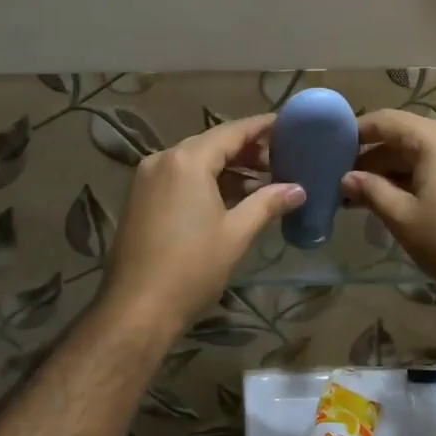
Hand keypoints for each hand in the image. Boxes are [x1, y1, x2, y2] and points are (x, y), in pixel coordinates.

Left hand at [100, 115, 304, 336]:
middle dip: (246, 150)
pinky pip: (179, 178)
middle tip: (281, 161)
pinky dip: (205, 181)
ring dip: (227, 168)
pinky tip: (230, 198)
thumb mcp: (235, 234)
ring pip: (194, 161)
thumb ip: (267, 204)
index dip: (261, 127)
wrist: (137, 309)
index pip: (232, 132)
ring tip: (263, 182)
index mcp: (187, 160)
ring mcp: (146, 179)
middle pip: (211, 143)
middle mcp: (162, 160)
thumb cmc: (191, 268)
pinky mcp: (140, 199)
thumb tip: (298, 189)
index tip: (287, 126)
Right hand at [343, 109, 435, 310]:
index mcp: (435, 139)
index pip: (385, 120)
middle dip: (371, 159)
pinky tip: (397, 203)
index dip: (355, 132)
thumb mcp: (403, 218)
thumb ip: (371, 192)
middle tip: (342, 183)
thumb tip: (347, 178)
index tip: (329, 150)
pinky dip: (415, 180)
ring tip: (363, 198)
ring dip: (392, 173)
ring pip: (421, 155)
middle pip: (403, 137)